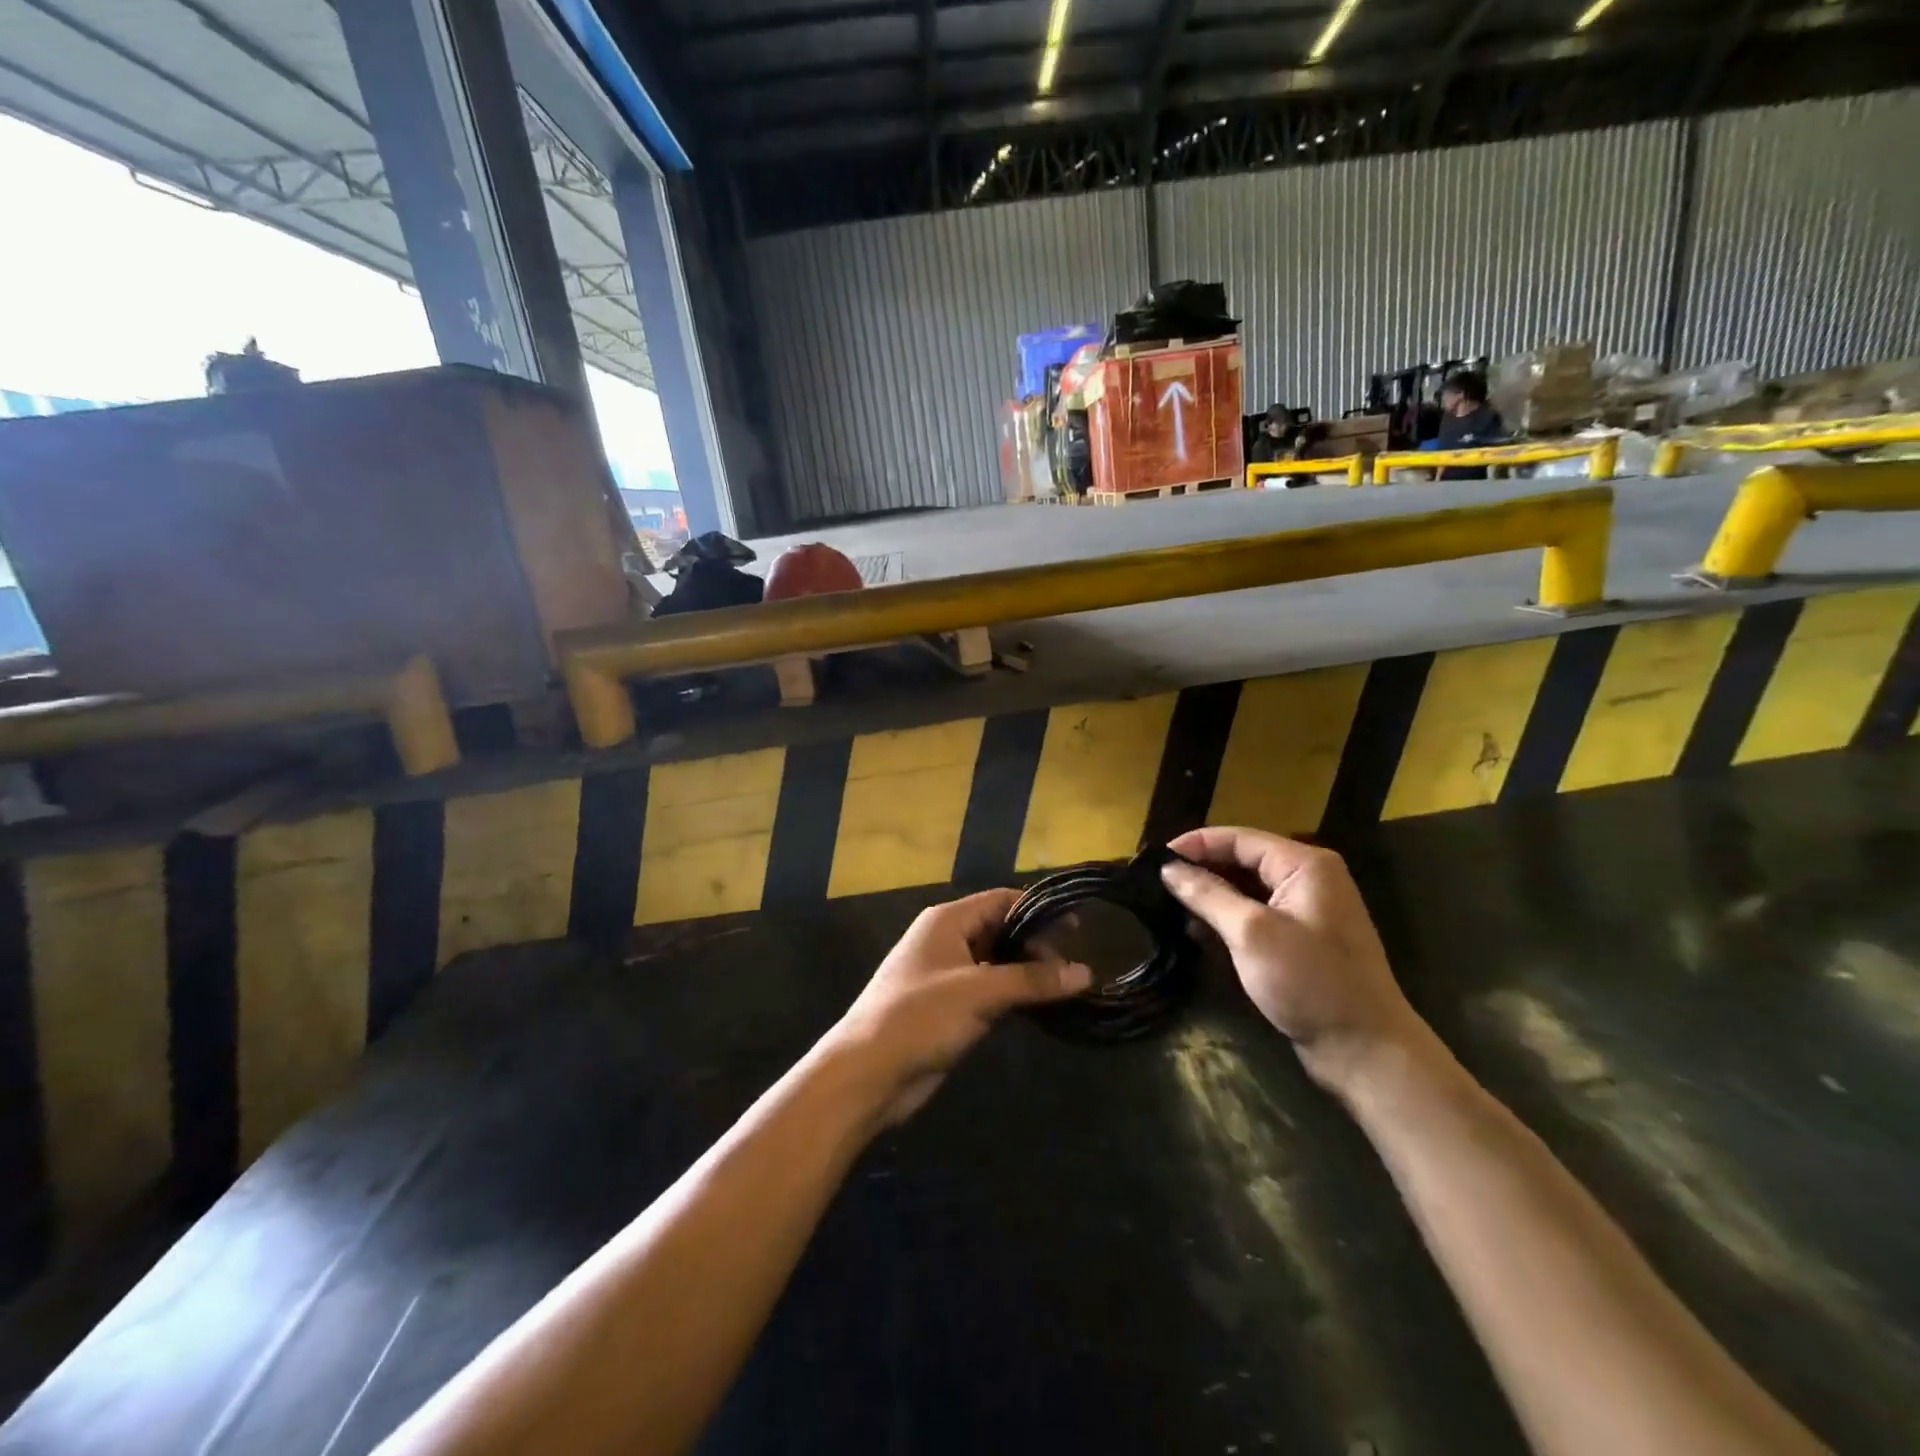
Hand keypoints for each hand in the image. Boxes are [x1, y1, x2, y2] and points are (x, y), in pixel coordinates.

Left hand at [826, 890, 1090, 1127]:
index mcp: (947, 921)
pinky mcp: (949, 1007)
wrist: (869, 1073)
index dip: (1038, 911)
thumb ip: (1032, 980)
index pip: (1001, 901)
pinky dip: (1014, 995)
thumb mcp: (980, 992)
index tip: (1078, 928)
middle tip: (1075, 968)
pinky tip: (1040, 1008)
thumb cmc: (921, 1017)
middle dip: (1036, 946)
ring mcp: (947, 975)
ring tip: (1068, 988)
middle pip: (1000, 930)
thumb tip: (1086, 972)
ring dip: (1027, 973)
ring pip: (997, 963)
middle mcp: (947, 940)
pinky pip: (989, 991)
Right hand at [1161, 827, 1434, 1096]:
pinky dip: (1228, 918)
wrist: (1365, 1050)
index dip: (1195, 844)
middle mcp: (1309, 878)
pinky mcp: (1302, 939)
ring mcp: (1307, 910)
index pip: (1239, 838)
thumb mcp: (1251, 933)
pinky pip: (1257, 914)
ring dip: (1211, 895)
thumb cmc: (1310, 982)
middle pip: (1243, 860)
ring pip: (1247, 888)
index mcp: (1305, 865)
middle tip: (1156, 881)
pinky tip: (1198, 931)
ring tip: (1169, 904)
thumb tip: (1168, 869)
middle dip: (1201, 869)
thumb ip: (1207, 895)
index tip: (1154, 858)